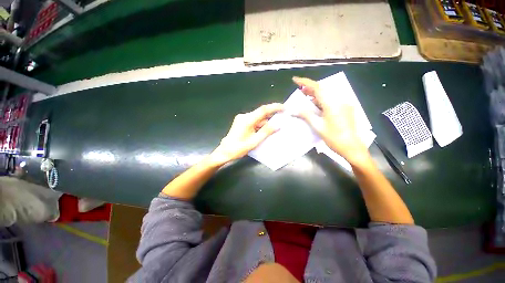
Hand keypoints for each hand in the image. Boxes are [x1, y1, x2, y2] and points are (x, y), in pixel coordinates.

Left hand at [210, 103, 283, 164]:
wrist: (225, 151)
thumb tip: (277, 125)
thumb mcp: (254, 141)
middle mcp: (244, 116)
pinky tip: (264, 131)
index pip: (263, 110)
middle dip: (271, 117)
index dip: (274, 107)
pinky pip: (253, 121)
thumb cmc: (239, 148)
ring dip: (265, 123)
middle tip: (281, 120)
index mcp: (247, 120)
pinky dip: (260, 125)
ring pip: (257, 118)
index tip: (283, 108)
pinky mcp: (241, 122)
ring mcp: (242, 119)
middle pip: (260, 114)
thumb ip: (266, 132)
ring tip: (273, 129)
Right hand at [292, 77, 368, 165]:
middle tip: (299, 91)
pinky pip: (331, 100)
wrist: (352, 147)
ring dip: (315, 95)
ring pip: (327, 95)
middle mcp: (339, 100)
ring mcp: (343, 104)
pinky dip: (321, 101)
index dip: (305, 82)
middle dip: (310, 88)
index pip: (317, 87)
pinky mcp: (345, 109)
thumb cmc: (334, 138)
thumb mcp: (317, 126)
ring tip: (305, 98)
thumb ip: (306, 115)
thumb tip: (293, 109)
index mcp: (332, 104)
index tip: (295, 80)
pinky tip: (316, 106)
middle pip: (322, 89)